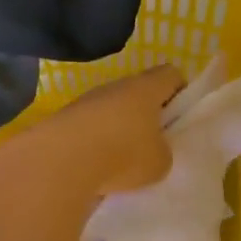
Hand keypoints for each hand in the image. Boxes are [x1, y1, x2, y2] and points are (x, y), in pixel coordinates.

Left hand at [19, 63, 184, 196]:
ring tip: (122, 160)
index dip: (180, 91)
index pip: (171, 74)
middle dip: (147, 114)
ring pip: (111, 109)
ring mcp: (86, 100)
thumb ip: (163, 152)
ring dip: (118, 129)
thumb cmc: (123, 155)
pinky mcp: (64, 119)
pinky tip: (96, 166)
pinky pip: (89, 126)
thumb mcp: (160, 162)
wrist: (60, 161)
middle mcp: (115, 86)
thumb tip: (151, 150)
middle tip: (153, 143)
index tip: (180, 115)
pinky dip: (95, 142)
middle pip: (138, 91)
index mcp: (146, 88)